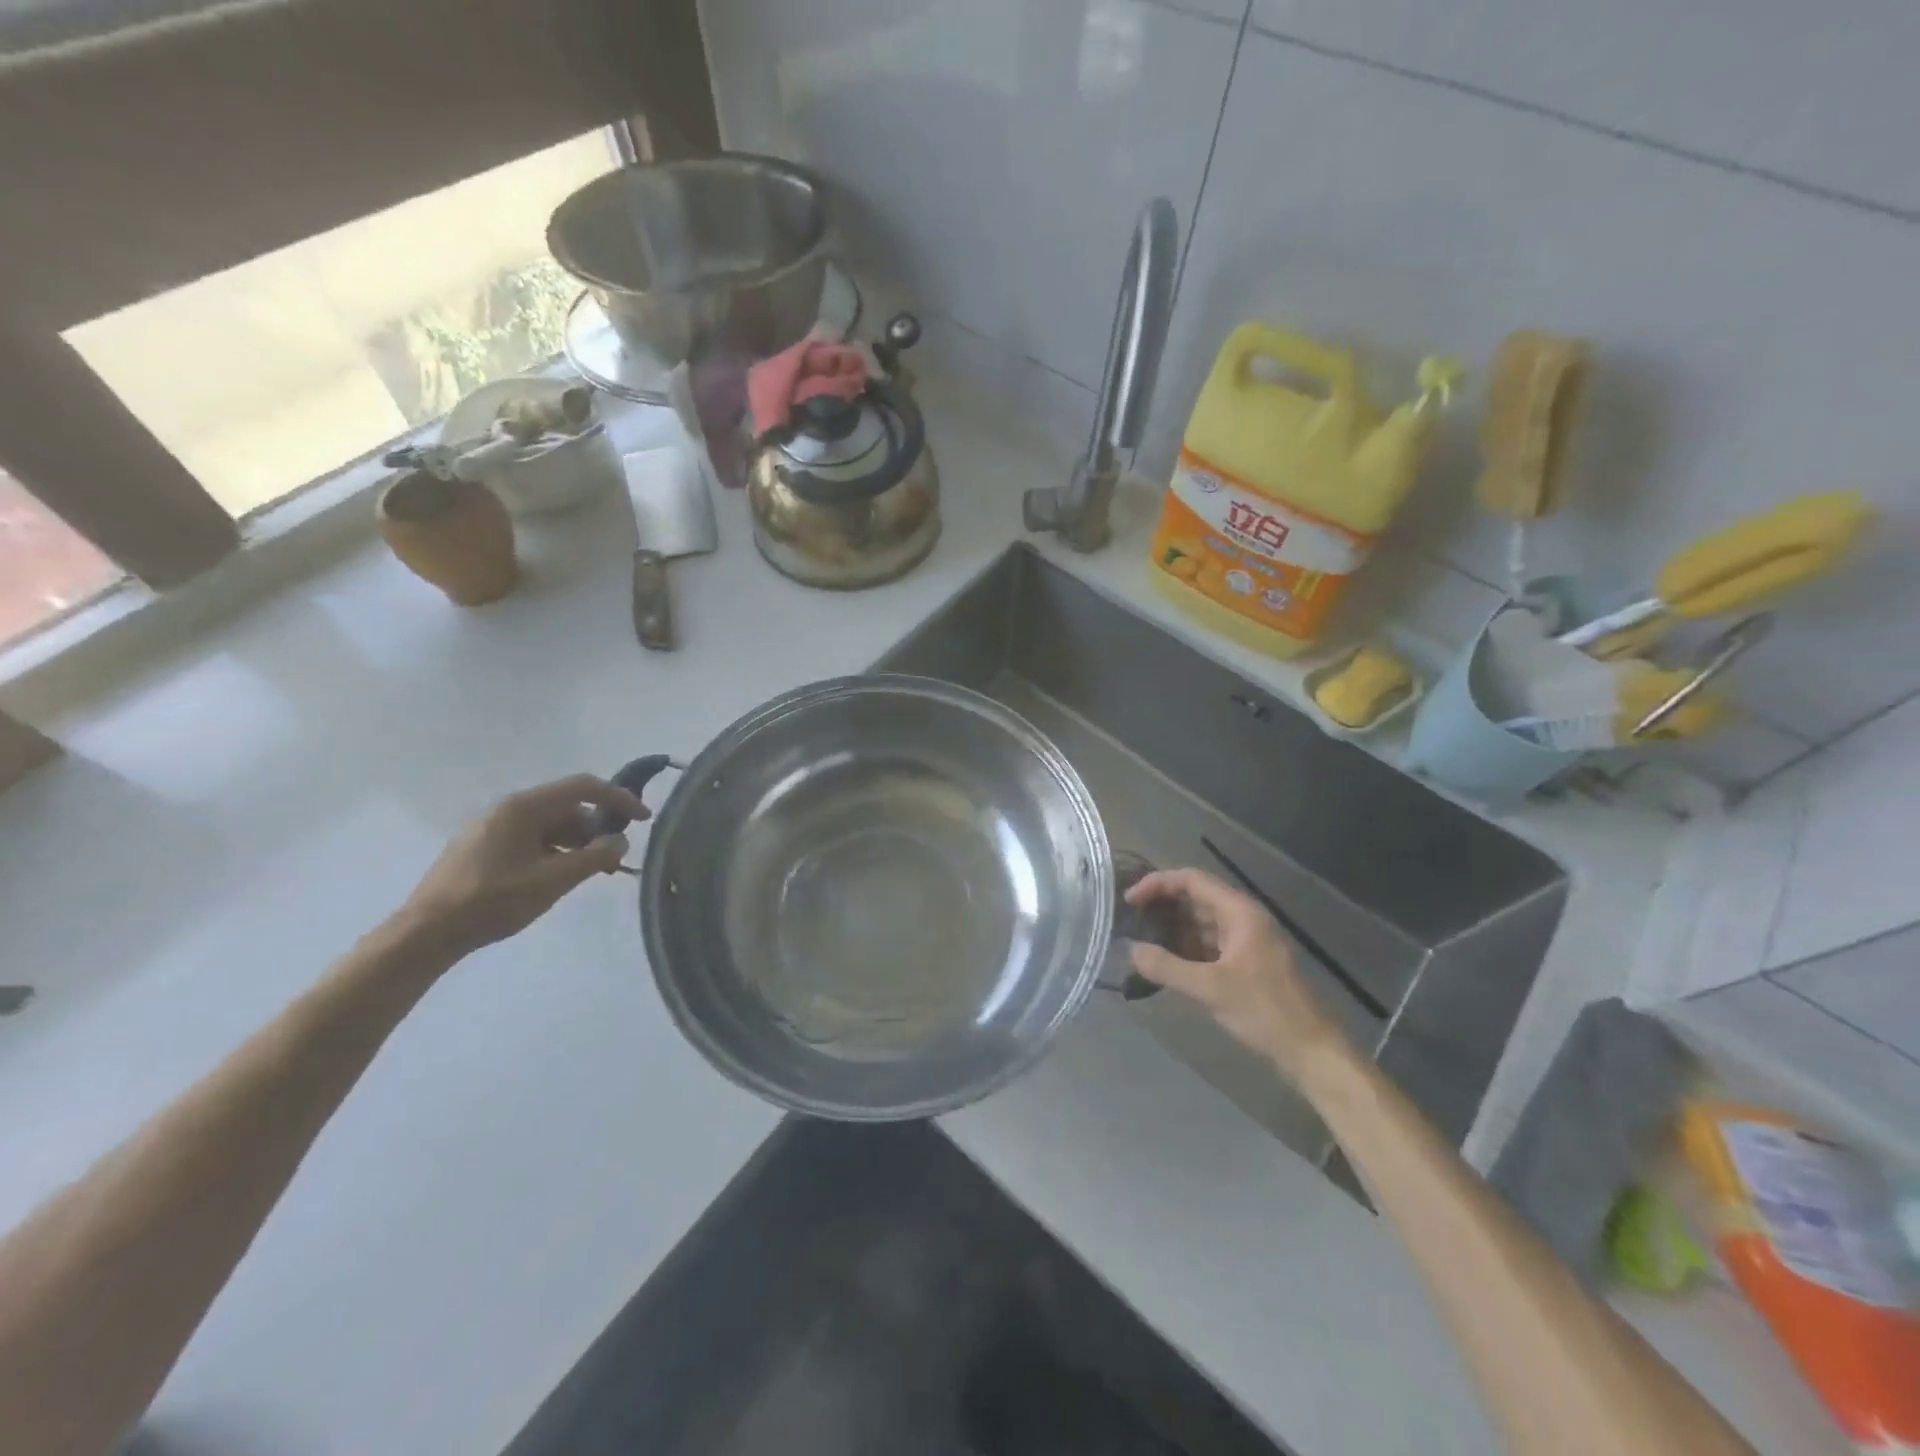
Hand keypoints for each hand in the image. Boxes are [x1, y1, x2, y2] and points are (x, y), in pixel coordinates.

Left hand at [398, 774, 649, 958]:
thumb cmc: (491, 902)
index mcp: (522, 807)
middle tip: (614, 857)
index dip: (619, 799)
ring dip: (577, 841)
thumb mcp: (552, 881)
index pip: (583, 787)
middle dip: (597, 827)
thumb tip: (621, 841)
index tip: (644, 819)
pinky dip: (555, 850)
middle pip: (567, 805)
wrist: (425, 934)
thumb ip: (594, 857)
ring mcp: (492, 826)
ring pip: (550, 823)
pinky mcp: (483, 846)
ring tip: (590, 871)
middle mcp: (507, 808)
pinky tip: (559, 875)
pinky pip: (532, 837)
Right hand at [1125, 868, 1346, 1081]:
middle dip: (1162, 907)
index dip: (1157, 884)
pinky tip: (1166, 964)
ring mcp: (1246, 941)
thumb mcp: (1210, 988)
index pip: (1191, 880)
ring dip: (1173, 930)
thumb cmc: (1264, 1010)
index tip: (1129, 900)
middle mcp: (1243, 918)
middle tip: (1130, 921)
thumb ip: (1166, 967)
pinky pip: (1210, 945)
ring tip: (1141, 942)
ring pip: (1201, 923)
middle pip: (1196, 899)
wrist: (1311, 1051)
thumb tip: (1130, 950)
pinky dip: (1186, 949)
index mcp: (1239, 912)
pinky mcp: (1247, 963)